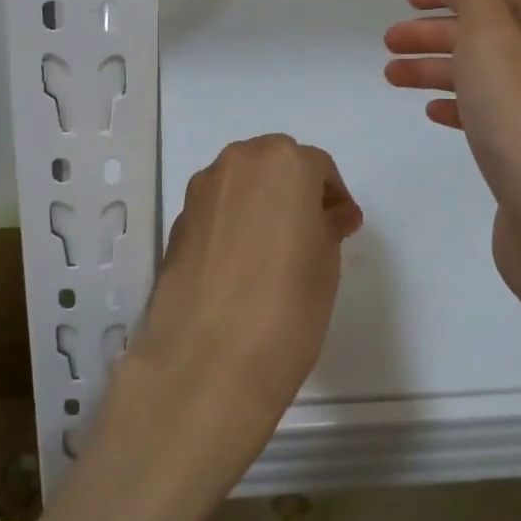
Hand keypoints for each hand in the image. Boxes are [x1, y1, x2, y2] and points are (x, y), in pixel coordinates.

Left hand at [109, 134, 361, 496]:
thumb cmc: (288, 305)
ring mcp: (202, 190)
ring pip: (241, 183)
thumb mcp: (326, 262)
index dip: (333, 195)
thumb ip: (328, 226)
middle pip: (274, 164)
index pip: (317, 167)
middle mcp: (238, 162)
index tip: (343, 226)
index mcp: (284, 162)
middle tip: (311, 231)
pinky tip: (242, 263)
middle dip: (294, 190)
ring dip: (261, 202)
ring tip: (275, 248)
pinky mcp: (178, 221)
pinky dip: (233, 222)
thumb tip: (330, 214)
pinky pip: (217, 209)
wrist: (208, 358)